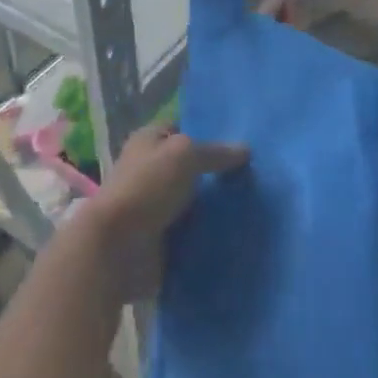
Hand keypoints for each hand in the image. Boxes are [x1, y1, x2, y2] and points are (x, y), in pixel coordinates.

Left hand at [76, 125, 249, 301]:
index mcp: (150, 141)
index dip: (210, 131)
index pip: (184, 128)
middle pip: (194, 168)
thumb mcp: (184, 155)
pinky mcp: (165, 241)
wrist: (117, 249)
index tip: (245, 138)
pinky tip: (244, 232)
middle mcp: (152, 171)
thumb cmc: (146, 187)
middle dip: (220, 173)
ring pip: (198, 202)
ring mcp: (158, 207)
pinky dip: (213, 235)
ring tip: (260, 204)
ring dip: (220, 207)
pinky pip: (196, 233)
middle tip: (260, 174)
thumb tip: (245, 150)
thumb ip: (214, 152)